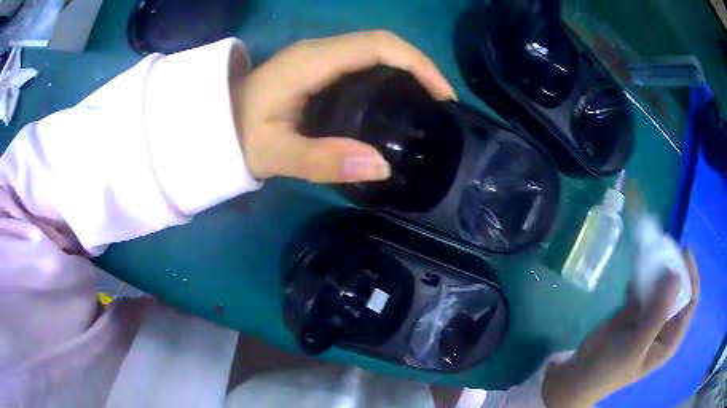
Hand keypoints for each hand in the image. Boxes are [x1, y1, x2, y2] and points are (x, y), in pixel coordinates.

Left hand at [233, 31, 455, 182]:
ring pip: (373, 50)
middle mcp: (318, 50)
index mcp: (311, 62)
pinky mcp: (316, 67)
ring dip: (406, 68)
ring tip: (427, 101)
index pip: (377, 46)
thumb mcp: (276, 154)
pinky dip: (388, 74)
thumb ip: (323, 160)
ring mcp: (317, 56)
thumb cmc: (238, 138)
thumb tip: (384, 165)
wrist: (214, 125)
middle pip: (381, 43)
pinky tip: (396, 98)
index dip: (417, 63)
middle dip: (419, 66)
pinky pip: (361, 61)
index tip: (442, 94)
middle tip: (441, 102)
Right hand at [542, 250, 700, 407]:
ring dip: (657, 268)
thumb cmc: (611, 368)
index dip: (691, 277)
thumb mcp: (637, 345)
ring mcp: (650, 316)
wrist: (580, 373)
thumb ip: (658, 313)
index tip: (684, 252)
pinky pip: (644, 287)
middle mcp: (665, 324)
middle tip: (663, 248)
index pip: (690, 302)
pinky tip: (636, 268)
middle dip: (673, 268)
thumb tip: (676, 275)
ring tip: (650, 251)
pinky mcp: (636, 310)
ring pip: (660, 285)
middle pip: (677, 289)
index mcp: (670, 338)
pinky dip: (642, 275)